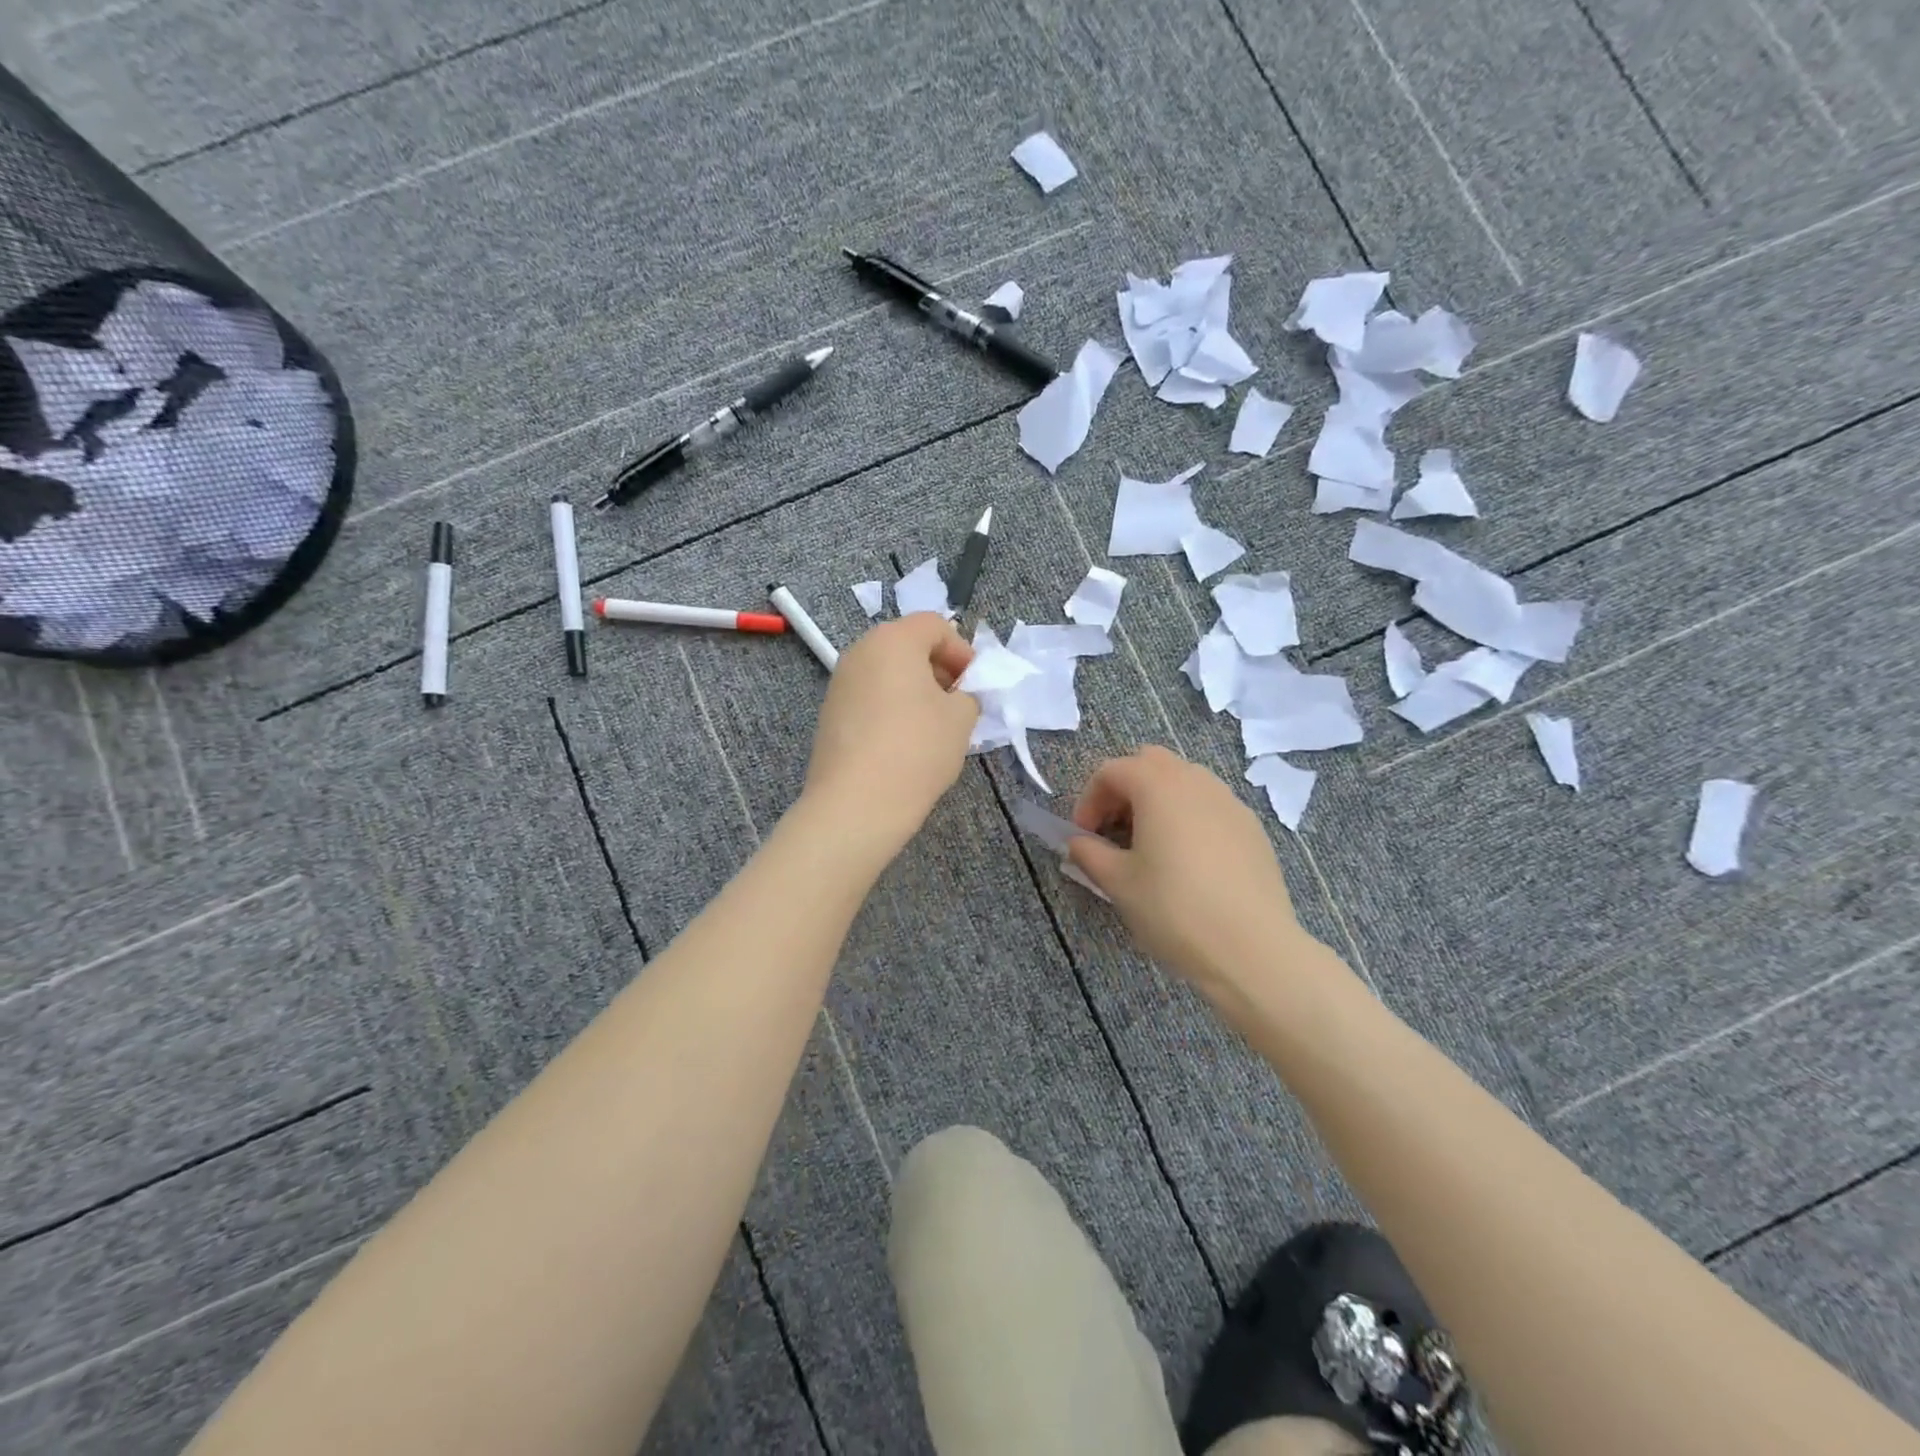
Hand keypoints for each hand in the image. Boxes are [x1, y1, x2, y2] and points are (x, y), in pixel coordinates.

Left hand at [801, 613, 979, 854]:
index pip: (934, 625)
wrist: (856, 804)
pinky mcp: (830, 714)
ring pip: (887, 673)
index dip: (962, 650)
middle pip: (907, 645)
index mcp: (892, 640)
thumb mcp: (961, 719)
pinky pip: (870, 697)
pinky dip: (892, 707)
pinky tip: (905, 742)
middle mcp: (860, 652)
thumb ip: (968, 695)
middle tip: (958, 703)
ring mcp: (839, 683)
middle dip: (938, 669)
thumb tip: (957, 697)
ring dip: (915, 690)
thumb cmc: (917, 749)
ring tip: (935, 726)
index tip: (975, 685)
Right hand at [1066, 747, 1319, 1002]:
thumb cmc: (1174, 909)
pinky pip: (1210, 805)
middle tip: (1114, 831)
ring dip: (1157, 801)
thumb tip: (1077, 842)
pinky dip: (1188, 817)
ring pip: (1184, 780)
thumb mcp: (1118, 883)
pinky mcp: (1252, 827)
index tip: (1084, 836)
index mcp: (1158, 786)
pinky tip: (1187, 861)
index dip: (1089, 800)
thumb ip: (1089, 853)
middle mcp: (1196, 781)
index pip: (1111, 771)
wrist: (1252, 949)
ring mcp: (1229, 801)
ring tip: (1149, 846)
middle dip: (1124, 790)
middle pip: (1150, 763)